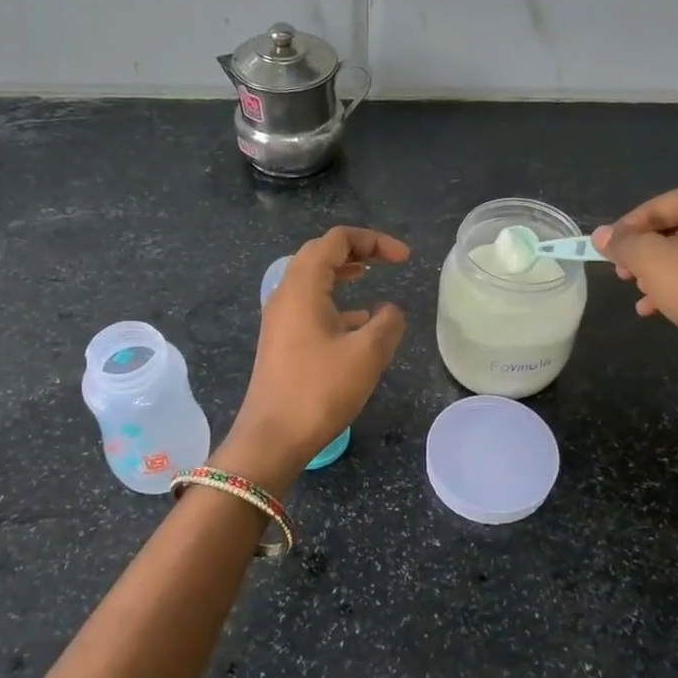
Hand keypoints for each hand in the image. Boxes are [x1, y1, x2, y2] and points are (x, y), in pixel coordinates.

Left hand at [224, 226, 407, 485]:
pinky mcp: (282, 340)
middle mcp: (286, 294)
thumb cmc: (319, 390)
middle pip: (320, 254)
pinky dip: (335, 301)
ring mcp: (280, 318)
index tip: (404, 259)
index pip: (337, 240)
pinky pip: (310, 305)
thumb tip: (388, 310)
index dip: (374, 240)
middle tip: (387, 259)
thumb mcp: (367, 353)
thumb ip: (388, 322)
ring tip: (370, 276)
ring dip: (342, 273)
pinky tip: (358, 322)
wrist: (272, 438)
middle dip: (356, 250)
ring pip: (313, 279)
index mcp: (303, 286)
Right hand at [591, 180, 677, 394]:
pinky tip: (660, 308)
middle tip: (623, 275)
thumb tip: (600, 235)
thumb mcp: (652, 262)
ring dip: (660, 272)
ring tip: (640, 294)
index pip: (658, 206)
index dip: (626, 230)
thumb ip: (623, 244)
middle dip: (644, 254)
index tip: (605, 253)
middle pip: (675, 228)